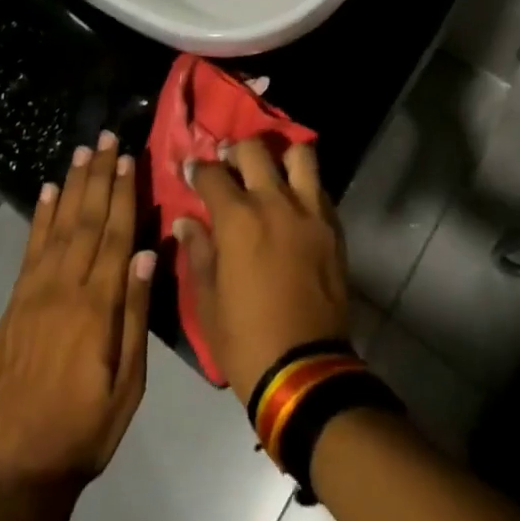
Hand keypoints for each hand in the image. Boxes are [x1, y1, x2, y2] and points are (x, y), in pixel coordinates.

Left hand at [0, 133, 156, 492]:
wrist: (14, 472)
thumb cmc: (84, 430)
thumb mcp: (128, 386)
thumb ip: (137, 315)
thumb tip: (149, 253)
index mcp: (98, 306)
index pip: (116, 234)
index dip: (124, 193)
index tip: (129, 157)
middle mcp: (65, 288)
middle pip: (86, 219)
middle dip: (99, 175)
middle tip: (106, 137)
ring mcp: (34, 294)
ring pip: (58, 226)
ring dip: (71, 186)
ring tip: (81, 152)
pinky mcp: (14, 306)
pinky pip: (29, 250)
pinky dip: (39, 218)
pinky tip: (46, 194)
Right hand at [177, 137, 350, 406]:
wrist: (305, 370)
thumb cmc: (246, 340)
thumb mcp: (208, 302)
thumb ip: (198, 252)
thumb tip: (186, 221)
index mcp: (238, 220)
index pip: (213, 174)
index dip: (198, 168)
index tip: (192, 169)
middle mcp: (275, 202)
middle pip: (254, 150)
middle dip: (235, 151)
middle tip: (228, 163)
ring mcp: (309, 211)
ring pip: (299, 155)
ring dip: (280, 156)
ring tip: (269, 171)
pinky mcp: (333, 226)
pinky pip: (319, 187)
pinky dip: (304, 184)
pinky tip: (293, 201)